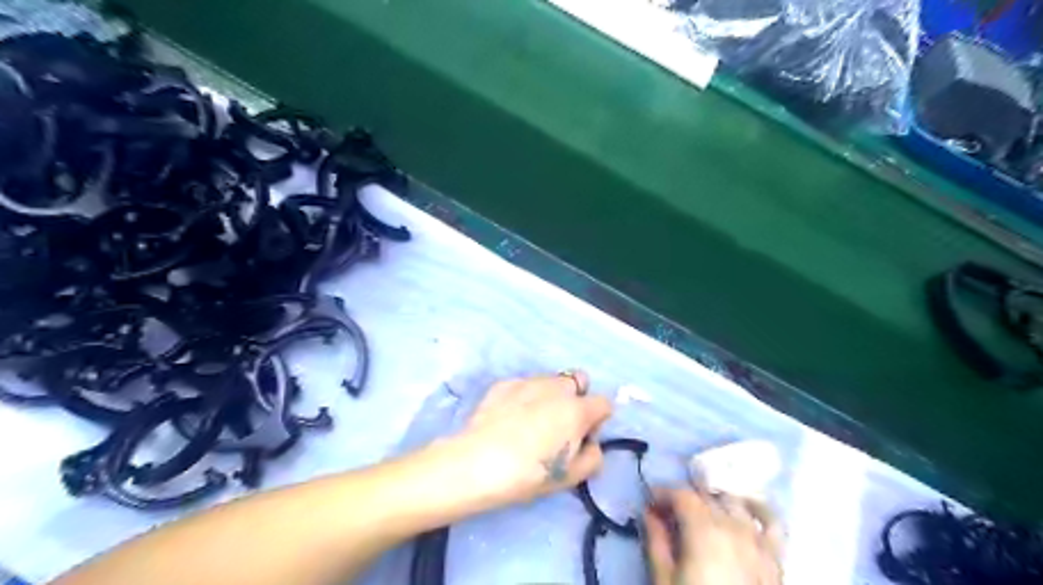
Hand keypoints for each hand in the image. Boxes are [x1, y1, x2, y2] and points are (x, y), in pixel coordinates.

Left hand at [448, 373, 613, 509]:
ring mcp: (528, 381)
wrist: (477, 463)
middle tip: (560, 424)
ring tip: (530, 421)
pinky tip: (509, 419)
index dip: (597, 420)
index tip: (583, 436)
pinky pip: (524, 385)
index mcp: (577, 409)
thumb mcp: (570, 477)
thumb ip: (593, 458)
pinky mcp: (504, 383)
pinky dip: (524, 397)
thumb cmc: (529, 473)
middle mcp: (556, 388)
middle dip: (576, 398)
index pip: (604, 403)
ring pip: (550, 381)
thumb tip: (590, 445)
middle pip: (578, 381)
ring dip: (550, 396)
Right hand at [645, 488, 782, 584]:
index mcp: (703, 529)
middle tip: (667, 512)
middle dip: (684, 498)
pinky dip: (758, 509)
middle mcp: (733, 526)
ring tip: (701, 512)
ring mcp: (757, 540)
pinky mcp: (775, 557)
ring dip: (715, 500)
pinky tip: (745, 509)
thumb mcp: (663, 579)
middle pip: (706, 496)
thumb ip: (656, 541)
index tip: (649, 502)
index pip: (681, 494)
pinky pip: (772, 523)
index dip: (662, 493)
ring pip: (735, 502)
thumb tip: (649, 512)